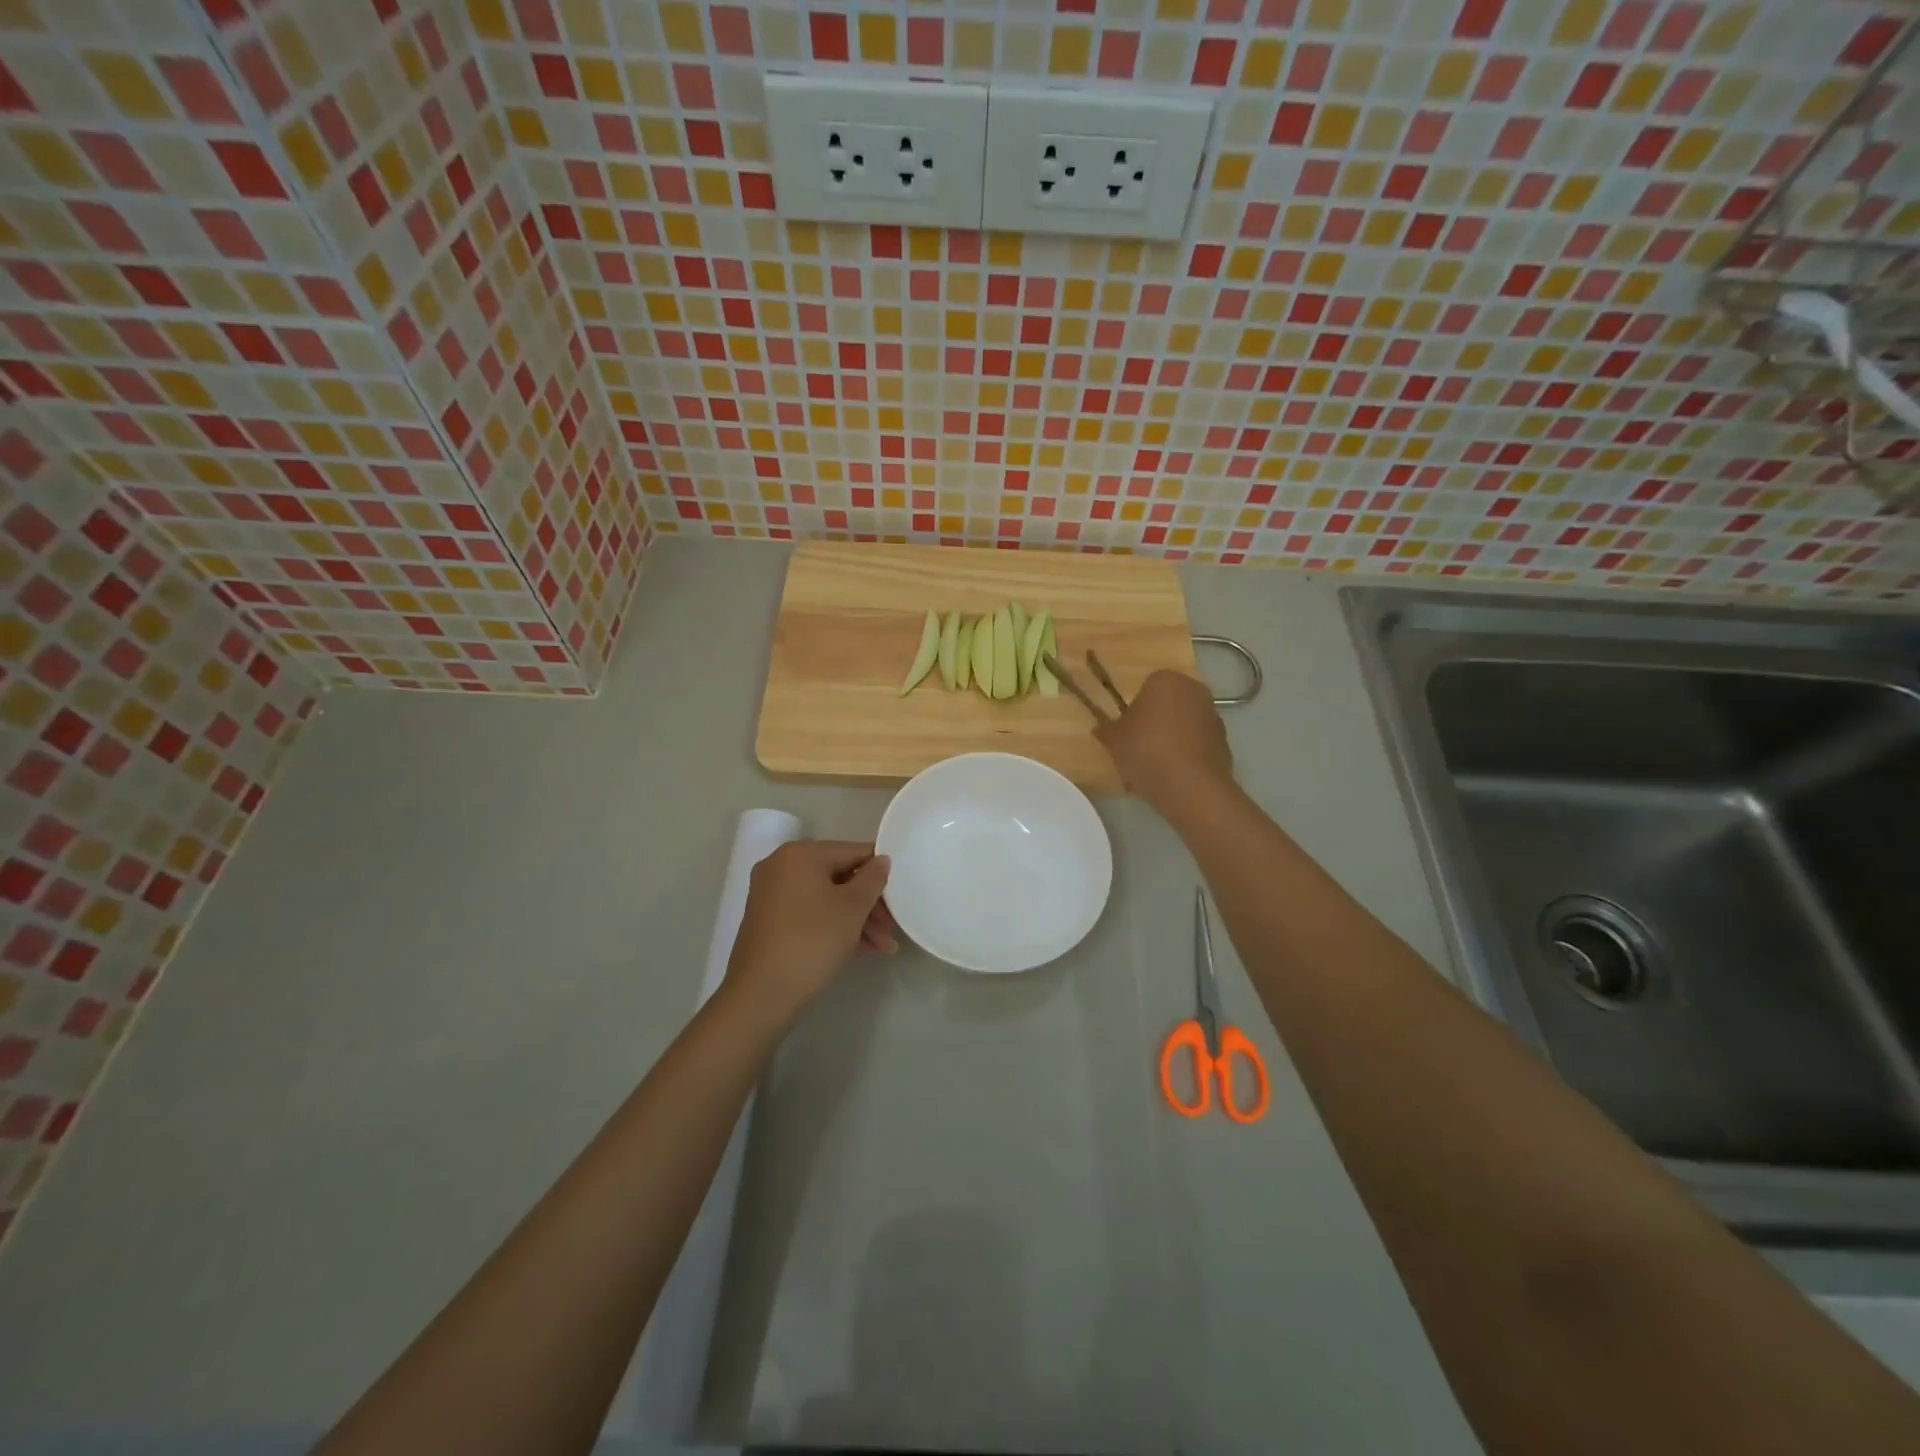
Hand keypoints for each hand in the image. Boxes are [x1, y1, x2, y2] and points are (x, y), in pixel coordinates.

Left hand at [726, 840, 897, 1020]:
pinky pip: (811, 914)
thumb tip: (881, 860)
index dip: (880, 871)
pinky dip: (835, 927)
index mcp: (800, 854)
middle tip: (892, 928)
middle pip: (839, 876)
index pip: (852, 851)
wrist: (761, 996)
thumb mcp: (852, 908)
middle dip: (870, 904)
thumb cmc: (812, 941)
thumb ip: (873, 879)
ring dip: (857, 920)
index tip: (901, 894)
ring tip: (884, 948)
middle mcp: (781, 866)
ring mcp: (772, 895)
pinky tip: (862, 950)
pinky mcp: (769, 922)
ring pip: (826, 899)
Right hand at [1094, 670, 1233, 808]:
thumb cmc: (1146, 751)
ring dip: (1172, 738)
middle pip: (1168, 704)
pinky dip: (1187, 754)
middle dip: (1156, 721)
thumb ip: (1106, 730)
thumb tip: (1102, 728)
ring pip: (1184, 724)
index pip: (1146, 688)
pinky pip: (1198, 744)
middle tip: (1139, 746)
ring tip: (1156, 766)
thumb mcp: (1113, 740)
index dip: (1134, 710)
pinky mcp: (1225, 741)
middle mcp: (1194, 690)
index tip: (1127, 731)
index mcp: (1166, 680)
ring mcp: (1214, 715)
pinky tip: (1174, 775)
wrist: (1190, 785)